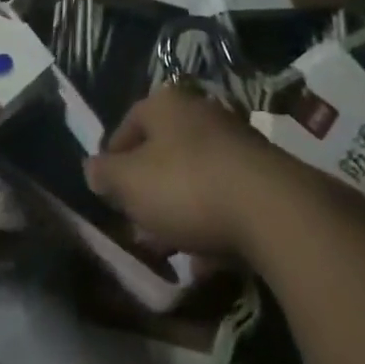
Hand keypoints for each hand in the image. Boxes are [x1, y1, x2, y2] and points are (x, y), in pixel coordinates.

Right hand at [83, 84, 282, 257]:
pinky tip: (207, 259)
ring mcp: (237, 142)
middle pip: (163, 152)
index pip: (128, 125)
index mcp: (165, 104)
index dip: (113, 159)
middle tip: (138, 224)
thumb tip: (92, 168)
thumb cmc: (185, 186)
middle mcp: (201, 112)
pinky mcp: (264, 175)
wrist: (272, 209)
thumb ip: (105, 174)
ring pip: (194, 177)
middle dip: (148, 190)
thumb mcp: (129, 183)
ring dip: (179, 210)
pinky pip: (226, 198)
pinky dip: (213, 223)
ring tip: (171, 249)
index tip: (109, 193)